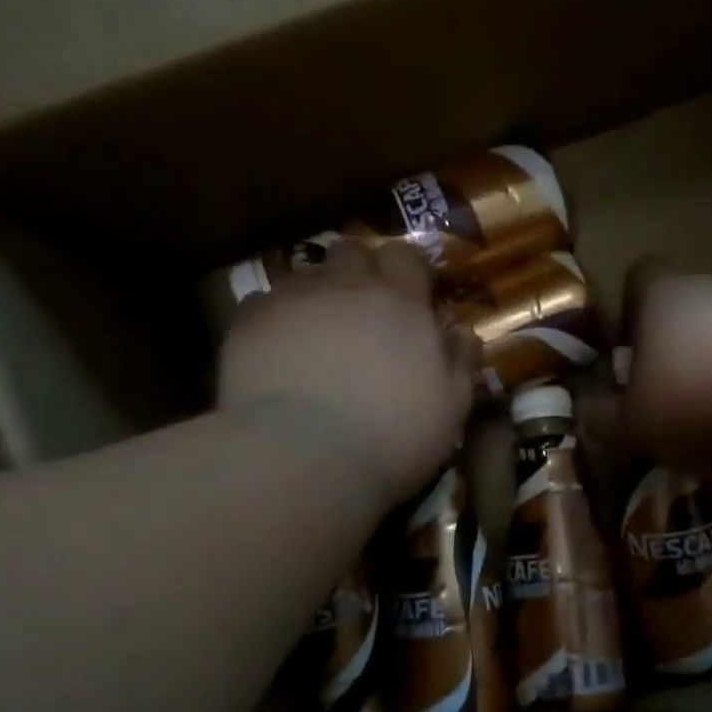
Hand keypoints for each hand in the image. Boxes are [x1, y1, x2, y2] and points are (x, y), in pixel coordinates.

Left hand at [218, 243, 476, 507]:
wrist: (304, 458)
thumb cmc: (393, 438)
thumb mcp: (450, 410)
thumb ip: (460, 363)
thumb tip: (462, 332)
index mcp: (400, 302)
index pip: (405, 256)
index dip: (407, 272)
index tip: (410, 298)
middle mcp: (345, 285)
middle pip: (352, 253)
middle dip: (359, 273)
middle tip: (363, 313)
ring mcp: (292, 299)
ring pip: (307, 277)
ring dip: (318, 297)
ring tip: (317, 339)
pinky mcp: (249, 322)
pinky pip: (264, 305)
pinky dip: (276, 322)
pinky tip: (279, 356)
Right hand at [622, 268, 711, 469]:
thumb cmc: (691, 403)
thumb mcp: (630, 424)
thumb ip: (603, 418)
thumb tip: (587, 415)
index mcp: (663, 294)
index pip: (639, 275)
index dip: (630, 310)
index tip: (629, 352)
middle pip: (684, 302)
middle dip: (673, 341)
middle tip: (666, 389)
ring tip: (710, 407)